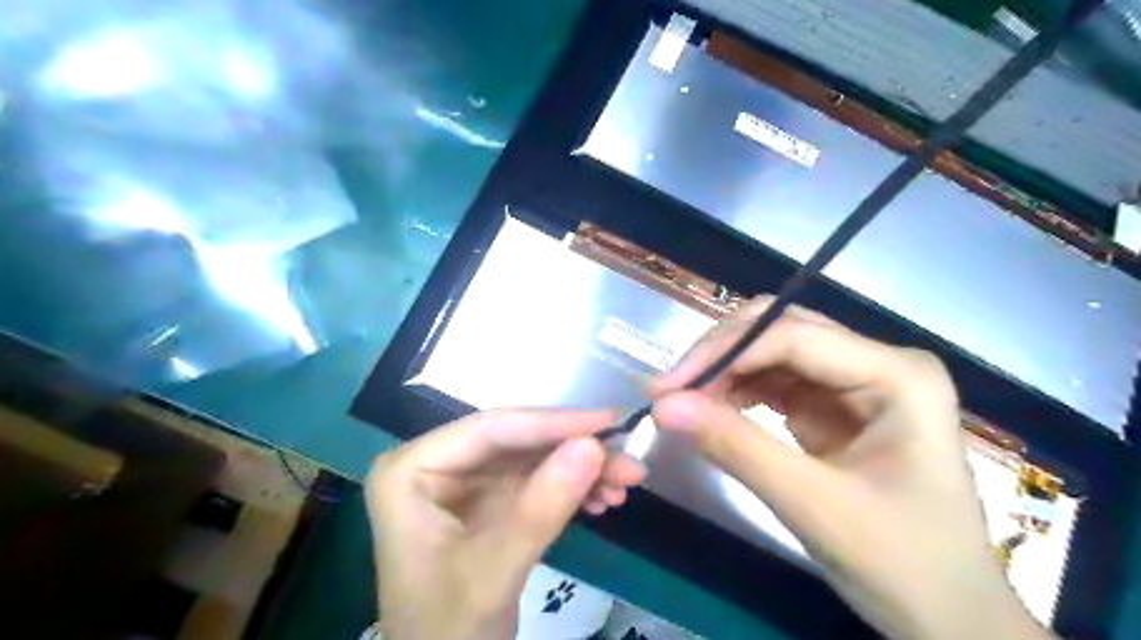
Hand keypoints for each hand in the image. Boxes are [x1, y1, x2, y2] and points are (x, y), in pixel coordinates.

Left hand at [369, 410, 644, 638]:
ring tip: (625, 483)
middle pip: (516, 442)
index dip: (553, 423)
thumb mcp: (494, 572)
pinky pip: (535, 482)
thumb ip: (542, 507)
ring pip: (532, 459)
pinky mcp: (486, 502)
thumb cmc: (446, 631)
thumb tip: (594, 445)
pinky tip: (603, 500)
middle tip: (627, 458)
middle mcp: (436, 464)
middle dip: (574, 450)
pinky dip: (571, 489)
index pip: (490, 430)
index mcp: (410, 469)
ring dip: (580, 470)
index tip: (609, 420)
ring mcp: (463, 483)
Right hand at [650, 298, 1049, 638]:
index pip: (794, 336)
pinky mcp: (834, 407)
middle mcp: (878, 363)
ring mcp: (855, 383)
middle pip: (783, 330)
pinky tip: (713, 411)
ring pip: (773, 352)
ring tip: (685, 404)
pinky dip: (738, 392)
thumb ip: (735, 447)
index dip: (724, 354)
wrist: (949, 620)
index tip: (665, 387)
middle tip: (670, 390)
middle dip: (722, 355)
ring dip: (725, 373)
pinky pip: (775, 382)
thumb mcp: (812, 505)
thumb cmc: (902, 565)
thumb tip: (662, 406)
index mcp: (897, 375)